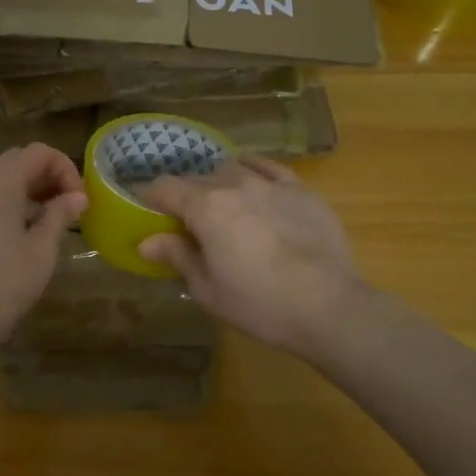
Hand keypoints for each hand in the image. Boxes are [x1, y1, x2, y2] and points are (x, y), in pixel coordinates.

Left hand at [0, 145, 87, 351]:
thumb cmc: (6, 285)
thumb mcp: (42, 250)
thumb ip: (60, 215)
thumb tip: (78, 196)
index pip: (38, 152)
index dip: (65, 168)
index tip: (79, 199)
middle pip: (17, 160)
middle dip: (47, 174)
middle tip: (68, 204)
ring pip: (0, 177)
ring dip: (28, 187)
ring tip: (51, 217)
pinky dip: (9, 200)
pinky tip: (24, 228)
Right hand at [137, 156, 369, 359]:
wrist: (328, 307)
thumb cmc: (259, 303)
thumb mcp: (207, 289)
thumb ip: (177, 256)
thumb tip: (146, 242)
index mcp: (205, 207)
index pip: (164, 187)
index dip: (150, 198)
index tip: (149, 215)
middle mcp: (235, 185)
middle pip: (197, 178)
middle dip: (185, 196)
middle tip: (187, 224)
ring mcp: (272, 184)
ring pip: (232, 170)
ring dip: (218, 184)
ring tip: (222, 206)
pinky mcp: (302, 192)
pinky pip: (269, 168)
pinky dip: (253, 171)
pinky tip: (253, 182)